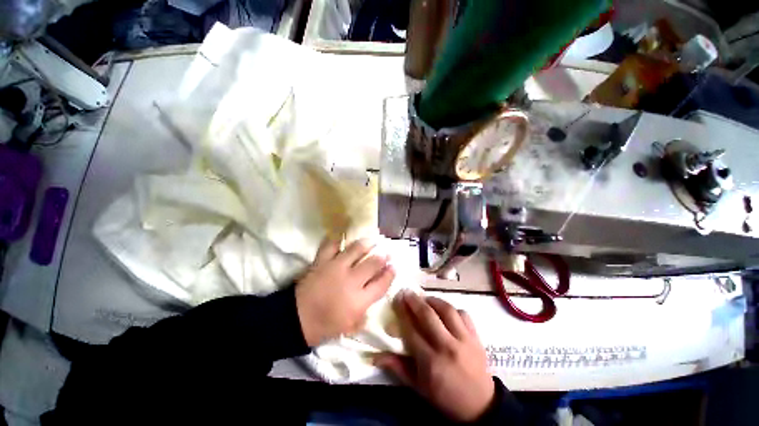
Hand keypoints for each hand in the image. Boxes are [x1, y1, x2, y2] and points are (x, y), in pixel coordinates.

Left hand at [296, 238, 394, 346]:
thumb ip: (364, 314)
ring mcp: (336, 267)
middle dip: (383, 256)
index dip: (390, 274)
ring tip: (373, 239)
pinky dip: (338, 239)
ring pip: (356, 249)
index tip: (394, 266)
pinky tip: (343, 237)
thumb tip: (371, 300)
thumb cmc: (324, 326)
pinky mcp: (322, 261)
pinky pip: (332, 245)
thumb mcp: (349, 327)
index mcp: (359, 300)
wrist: (296, 319)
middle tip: (387, 251)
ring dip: (367, 243)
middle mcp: (351, 280)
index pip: (382, 284)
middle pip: (373, 263)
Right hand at [375, 292, 494, 422]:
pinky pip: (464, 314)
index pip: (412, 331)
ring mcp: (464, 340)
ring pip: (447, 310)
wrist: (480, 406)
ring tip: (425, 298)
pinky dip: (453, 309)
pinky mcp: (476, 337)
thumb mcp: (418, 387)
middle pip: (428, 316)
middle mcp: (447, 347)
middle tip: (407, 292)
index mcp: (431, 362)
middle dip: (415, 301)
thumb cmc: (445, 397)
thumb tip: (376, 356)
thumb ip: (398, 368)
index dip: (403, 314)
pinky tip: (445, 310)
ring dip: (433, 300)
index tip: (397, 301)